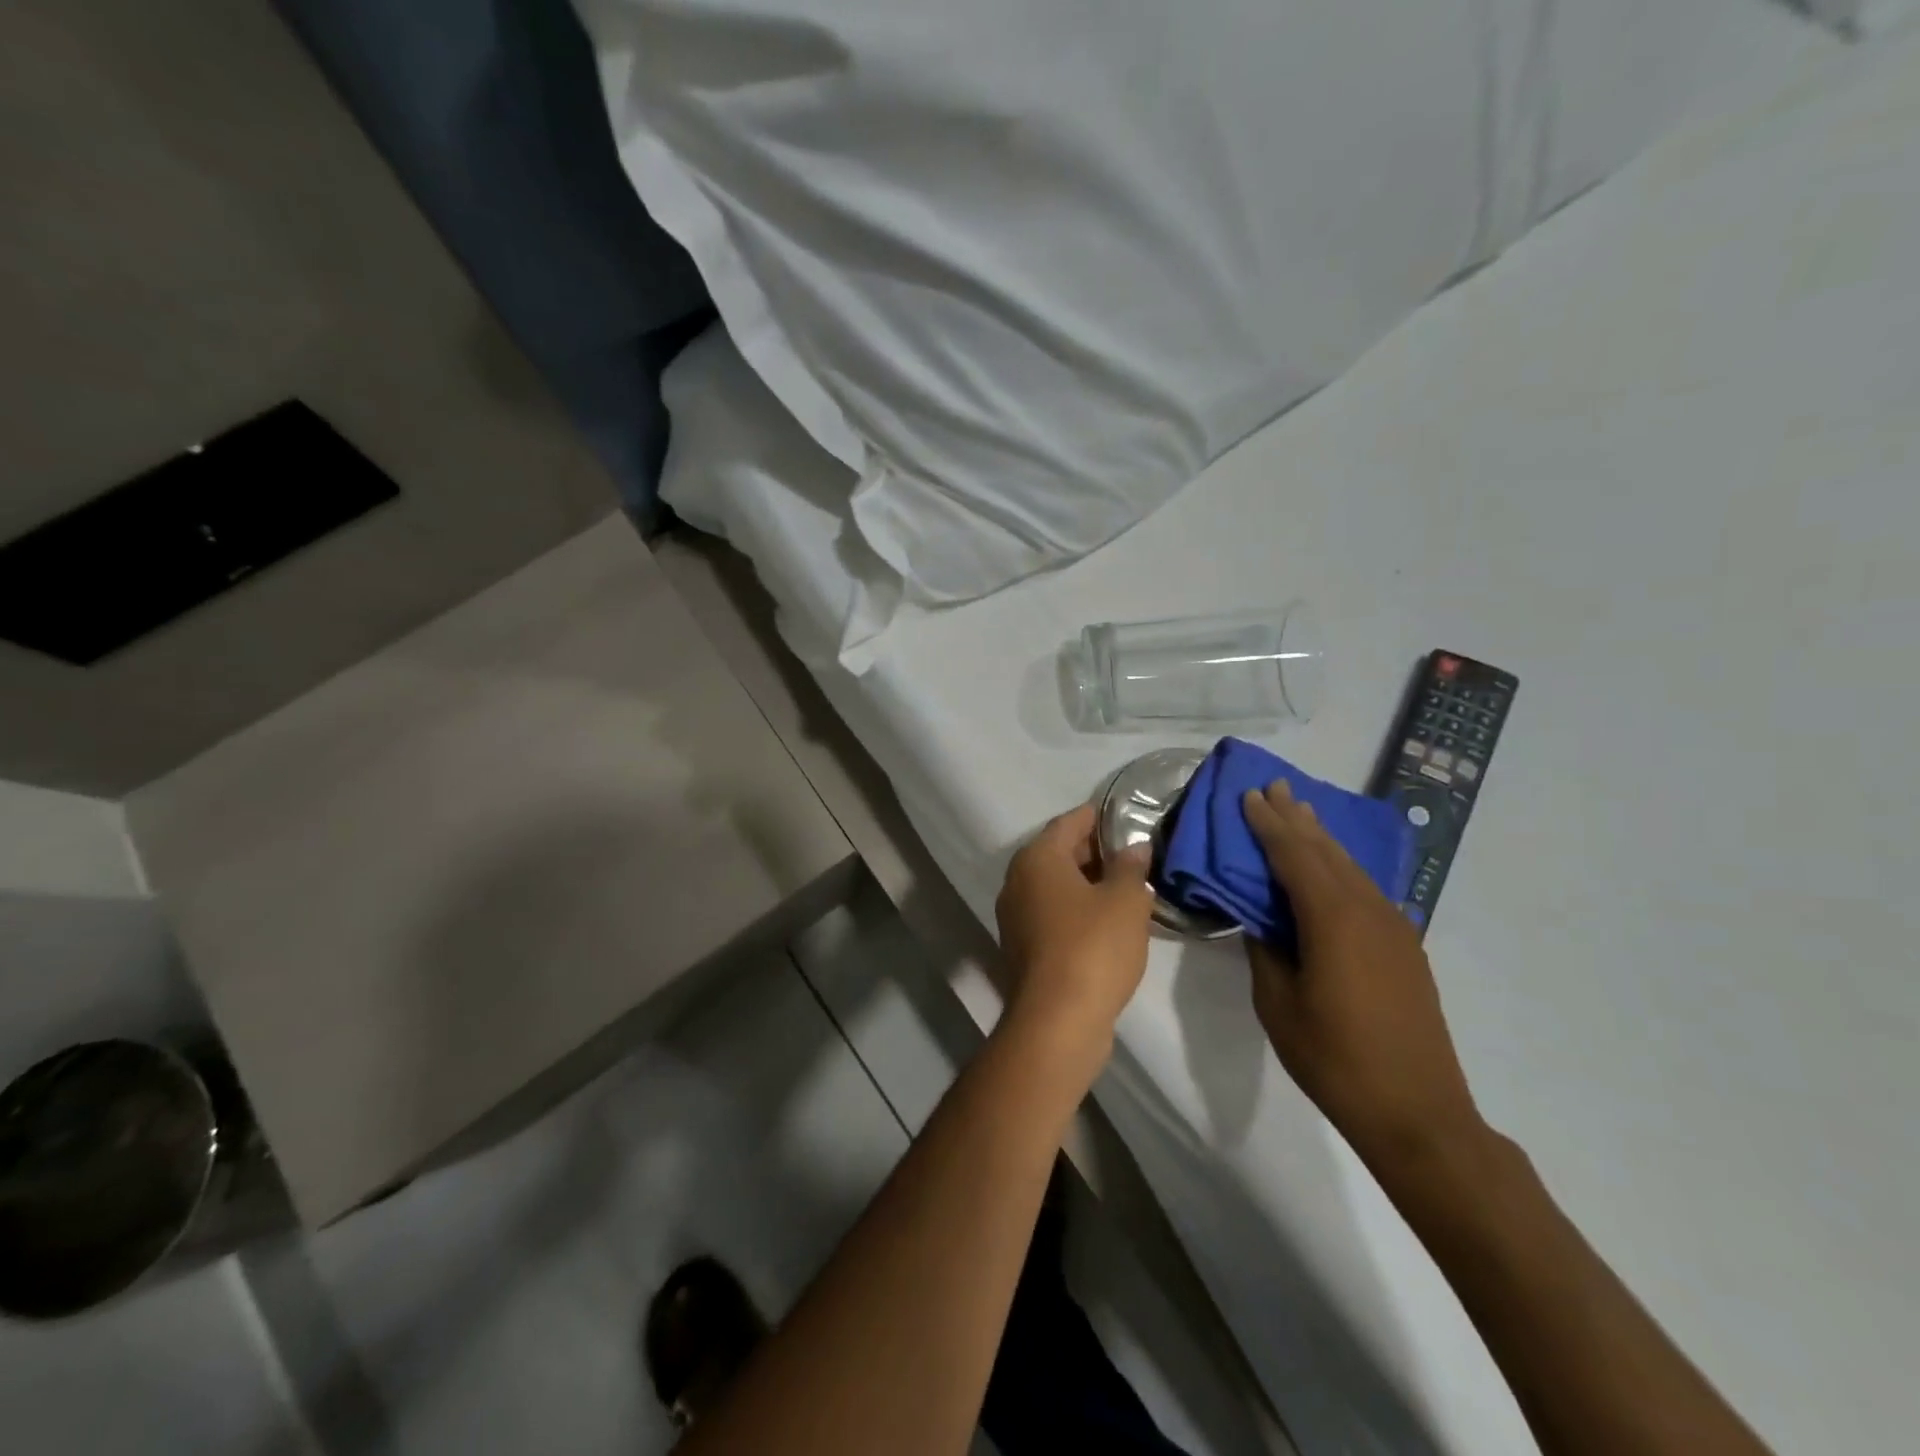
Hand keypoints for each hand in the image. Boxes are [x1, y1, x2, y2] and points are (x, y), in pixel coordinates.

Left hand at [995, 804, 1154, 1058]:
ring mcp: (1015, 916)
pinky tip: (1108, 921)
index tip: (1126, 817)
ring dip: (1087, 883)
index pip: (1069, 822)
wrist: (1057, 1020)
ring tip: (1127, 886)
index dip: (1098, 817)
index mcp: (1037, 858)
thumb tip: (1135, 847)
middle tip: (1134, 854)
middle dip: (1095, 851)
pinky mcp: (1022, 947)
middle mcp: (1018, 881)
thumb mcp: (1126, 901)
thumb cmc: (1093, 947)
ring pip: (1056, 886)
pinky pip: (1053, 914)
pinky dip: (1077, 910)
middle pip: (1059, 853)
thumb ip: (1131, 867)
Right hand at [1241, 781, 1485, 1167]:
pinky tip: (1335, 866)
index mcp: (1332, 918)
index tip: (1249, 795)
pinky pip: (1366, 888)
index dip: (1269, 824)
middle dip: (1297, 818)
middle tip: (1275, 786)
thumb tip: (1259, 917)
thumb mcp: (1278, 1003)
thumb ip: (1265, 949)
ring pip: (1350, 867)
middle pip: (1326, 851)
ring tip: (1301, 812)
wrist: (1418, 1112)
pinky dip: (1341, 867)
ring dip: (1322, 838)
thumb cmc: (1335, 1058)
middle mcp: (1368, 910)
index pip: (1294, 855)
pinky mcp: (1405, 947)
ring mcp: (1393, 927)